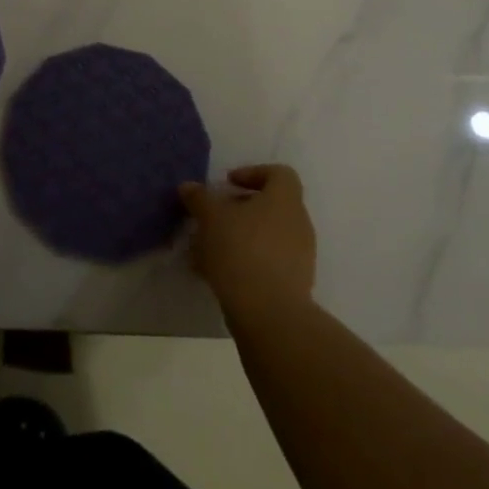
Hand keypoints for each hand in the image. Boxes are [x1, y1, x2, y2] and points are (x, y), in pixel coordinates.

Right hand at [180, 165, 316, 323]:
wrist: (270, 314)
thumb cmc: (241, 250)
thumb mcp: (210, 217)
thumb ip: (199, 198)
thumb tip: (189, 187)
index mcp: (285, 199)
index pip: (279, 174)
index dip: (253, 173)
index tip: (228, 184)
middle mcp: (298, 223)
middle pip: (269, 206)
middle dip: (238, 210)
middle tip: (212, 218)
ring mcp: (300, 256)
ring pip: (265, 237)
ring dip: (238, 238)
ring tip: (206, 250)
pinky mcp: (294, 285)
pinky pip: (267, 263)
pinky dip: (244, 263)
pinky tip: (216, 274)